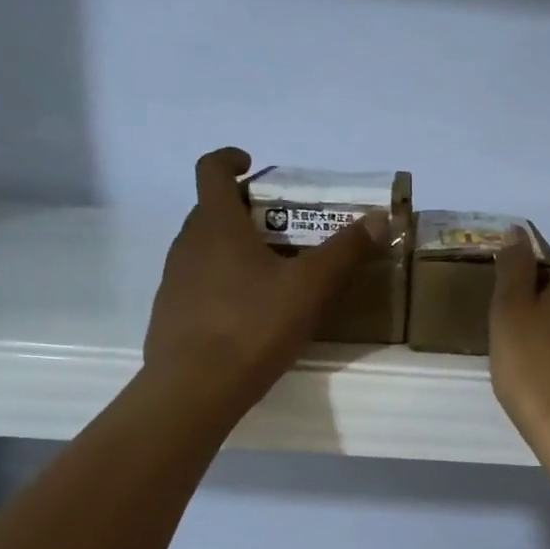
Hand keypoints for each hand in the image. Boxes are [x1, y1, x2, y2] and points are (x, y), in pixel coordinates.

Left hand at [142, 148, 385, 419]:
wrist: (194, 388)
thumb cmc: (253, 327)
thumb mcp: (309, 289)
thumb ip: (344, 251)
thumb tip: (379, 217)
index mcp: (217, 225)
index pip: (211, 169)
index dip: (230, 159)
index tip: (252, 163)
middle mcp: (187, 243)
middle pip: (211, 210)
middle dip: (244, 210)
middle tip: (281, 228)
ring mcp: (173, 280)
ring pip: (204, 248)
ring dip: (232, 248)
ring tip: (270, 273)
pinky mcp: (170, 313)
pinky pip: (198, 282)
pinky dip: (221, 282)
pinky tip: (248, 314)